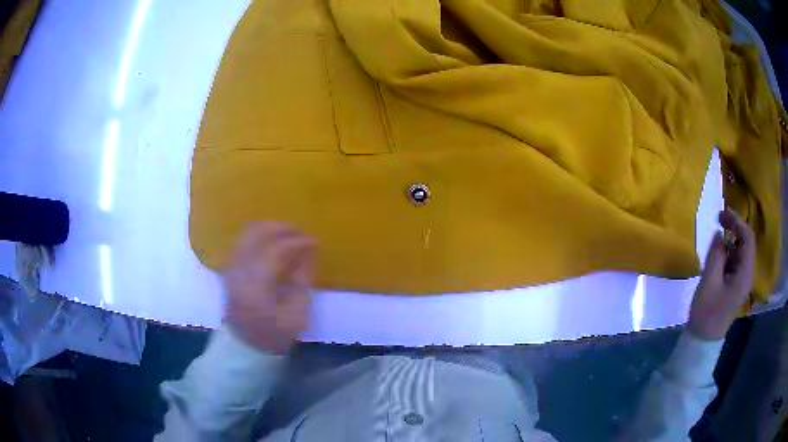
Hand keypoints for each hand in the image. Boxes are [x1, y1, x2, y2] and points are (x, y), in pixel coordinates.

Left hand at [223, 222, 315, 354]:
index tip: (316, 242)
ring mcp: (231, 268)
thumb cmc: (274, 334)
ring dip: (270, 231)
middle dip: (281, 228)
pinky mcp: (230, 269)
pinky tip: (274, 247)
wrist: (246, 346)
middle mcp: (239, 270)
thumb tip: (310, 251)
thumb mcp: (297, 313)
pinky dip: (261, 239)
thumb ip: (303, 279)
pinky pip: (244, 242)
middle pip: (256, 233)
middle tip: (301, 233)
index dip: (298, 242)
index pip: (276, 250)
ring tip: (290, 238)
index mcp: (255, 284)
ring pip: (248, 234)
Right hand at [688, 208, 755, 340]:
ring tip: (715, 242)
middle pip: (746, 243)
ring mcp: (742, 279)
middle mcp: (747, 273)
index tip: (722, 214)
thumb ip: (716, 254)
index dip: (737, 221)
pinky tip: (717, 257)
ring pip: (740, 251)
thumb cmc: (707, 313)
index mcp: (745, 273)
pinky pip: (735, 261)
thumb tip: (720, 234)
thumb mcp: (709, 281)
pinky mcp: (735, 284)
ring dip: (729, 242)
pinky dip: (727, 253)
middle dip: (734, 229)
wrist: (703, 340)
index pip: (748, 238)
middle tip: (718, 221)